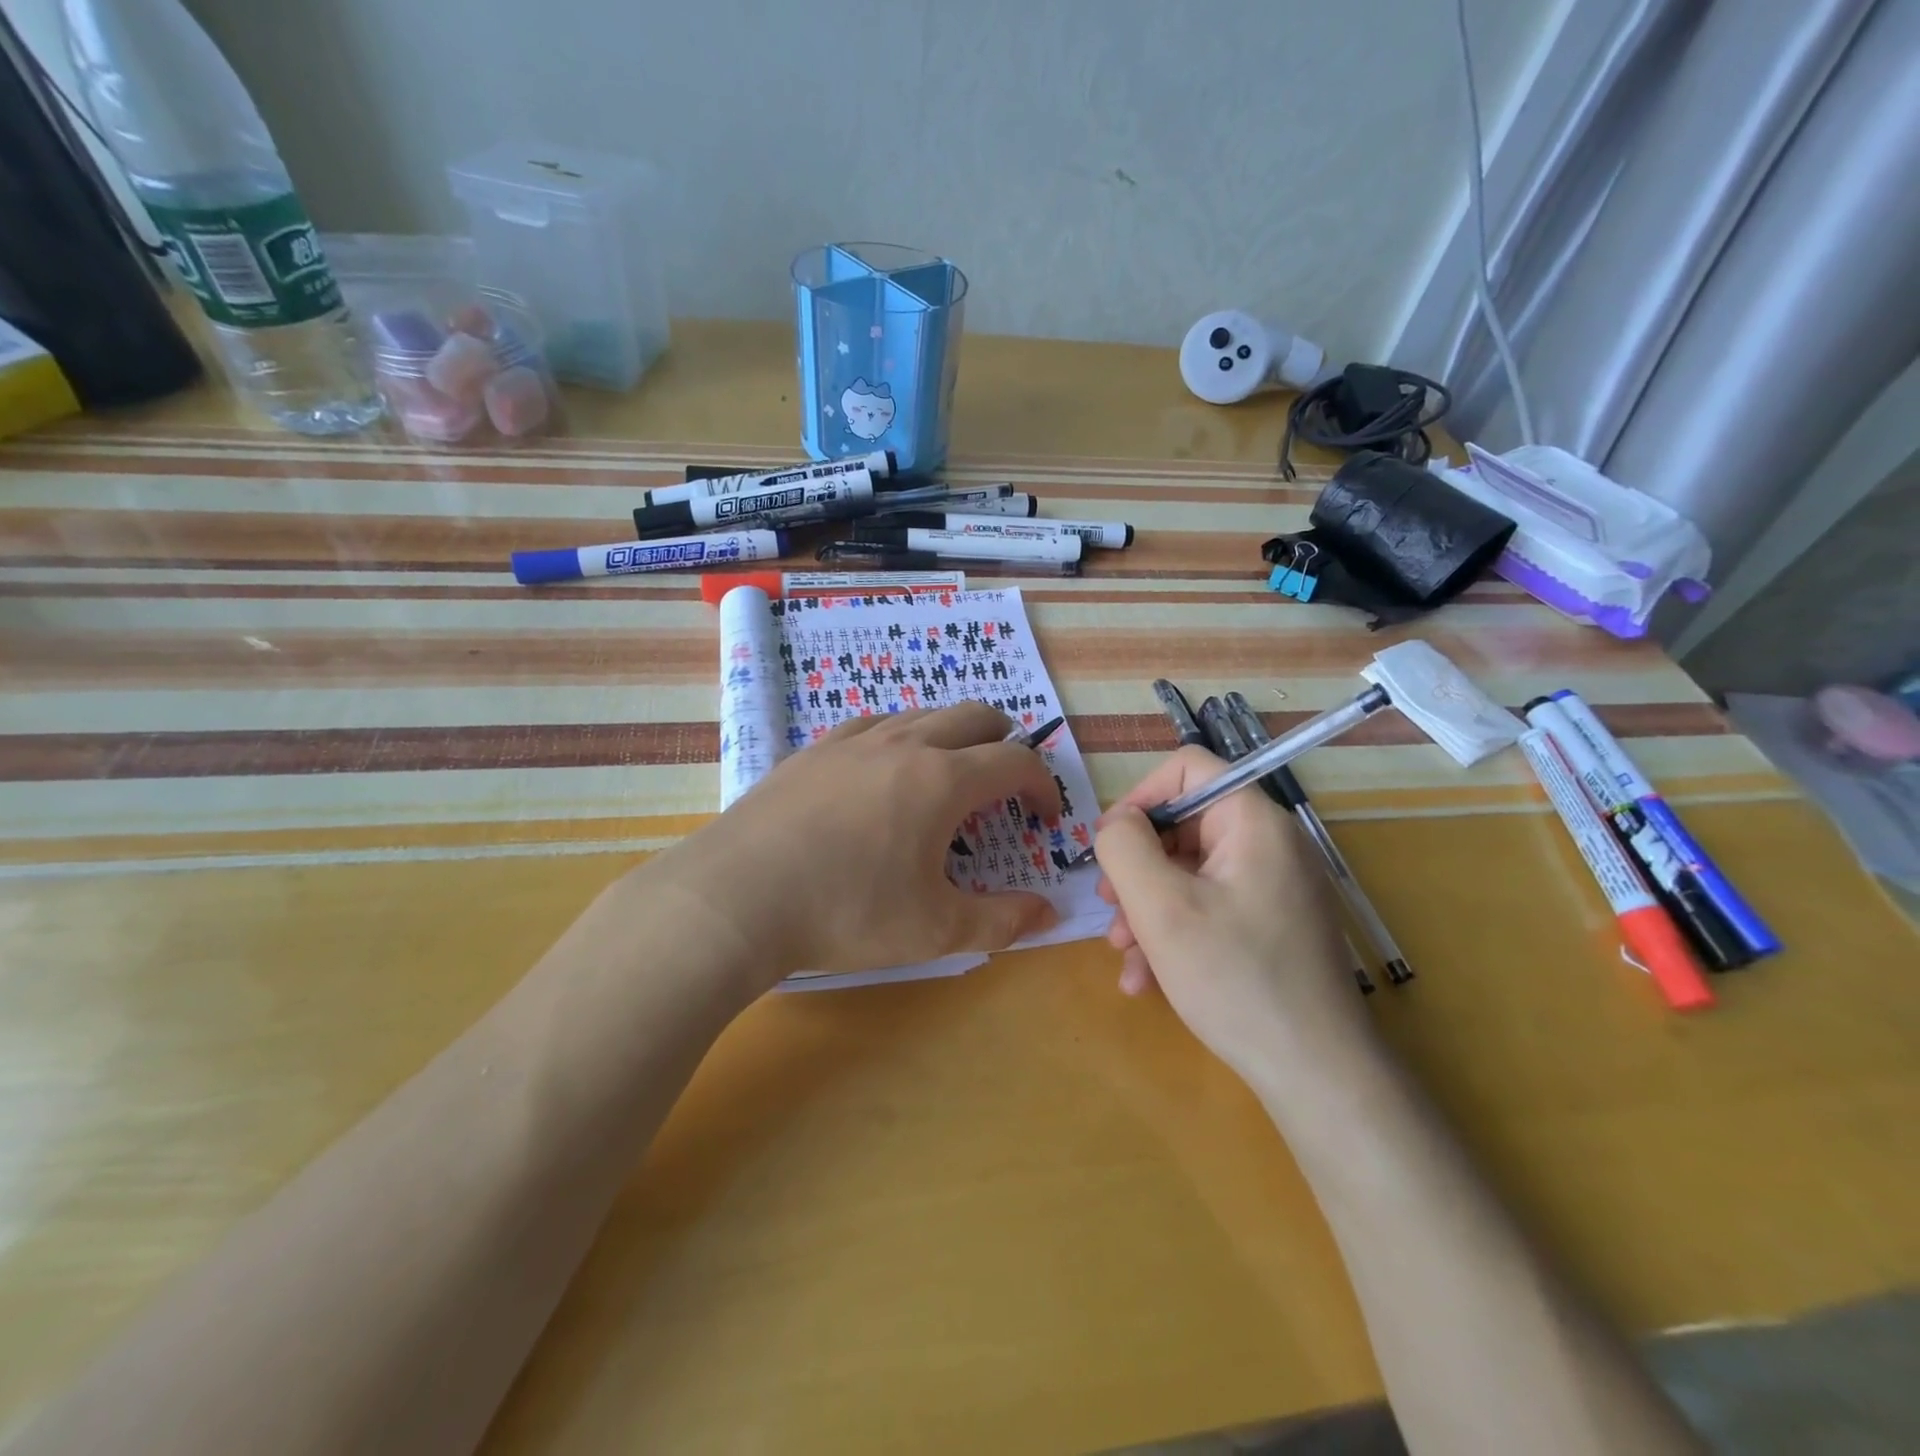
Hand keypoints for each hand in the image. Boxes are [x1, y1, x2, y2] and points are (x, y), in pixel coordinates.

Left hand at [645, 703, 1061, 987]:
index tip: (1043, 819)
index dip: (1042, 785)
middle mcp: (903, 745)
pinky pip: (871, 724)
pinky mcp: (812, 751)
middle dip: (1004, 741)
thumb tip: (1049, 915)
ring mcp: (852, 742)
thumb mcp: (933, 930)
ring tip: (948, 772)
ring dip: (951, 734)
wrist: (736, 898)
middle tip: (1006, 779)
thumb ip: (1000, 922)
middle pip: (973, 716)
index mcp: (941, 780)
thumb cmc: (846, 913)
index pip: (1014, 762)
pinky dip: (898, 736)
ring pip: (920, 714)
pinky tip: (882, 768)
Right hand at [1093, 746, 1373, 1084]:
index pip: (1187, 769)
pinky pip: (1209, 908)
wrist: (1316, 1075)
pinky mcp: (1271, 926)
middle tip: (1108, 910)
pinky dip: (1174, 933)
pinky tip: (1148, 979)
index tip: (1109, 846)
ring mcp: (1273, 888)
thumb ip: (1124, 847)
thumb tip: (1116, 823)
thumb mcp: (1160, 907)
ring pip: (1189, 873)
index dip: (1139, 798)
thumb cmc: (1234, 979)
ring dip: (1147, 908)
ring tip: (1124, 955)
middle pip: (1183, 826)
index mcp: (1253, 822)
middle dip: (1136, 868)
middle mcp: (1269, 845)